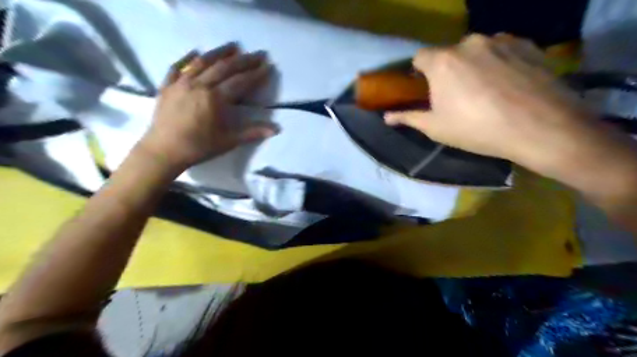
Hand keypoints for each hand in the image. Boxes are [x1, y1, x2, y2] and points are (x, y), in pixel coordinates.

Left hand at [140, 44, 274, 171]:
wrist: (164, 151)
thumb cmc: (199, 147)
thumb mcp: (229, 141)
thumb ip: (252, 133)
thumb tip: (276, 130)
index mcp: (215, 99)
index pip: (240, 82)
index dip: (255, 74)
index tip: (267, 66)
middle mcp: (199, 85)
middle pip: (224, 67)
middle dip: (243, 60)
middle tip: (257, 54)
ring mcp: (181, 83)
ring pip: (202, 62)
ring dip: (219, 52)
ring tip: (232, 46)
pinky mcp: (167, 86)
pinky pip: (177, 67)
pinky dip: (187, 58)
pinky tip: (195, 52)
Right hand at [383, 34, 605, 175]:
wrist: (540, 128)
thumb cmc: (477, 129)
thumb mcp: (436, 128)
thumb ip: (408, 117)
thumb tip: (386, 117)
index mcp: (442, 61)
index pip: (419, 57)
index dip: (419, 73)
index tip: (426, 89)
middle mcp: (468, 43)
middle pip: (448, 54)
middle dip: (448, 71)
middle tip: (457, 96)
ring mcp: (500, 40)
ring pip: (476, 51)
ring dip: (473, 65)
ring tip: (486, 91)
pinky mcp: (527, 44)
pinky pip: (502, 50)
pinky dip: (498, 62)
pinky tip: (508, 84)